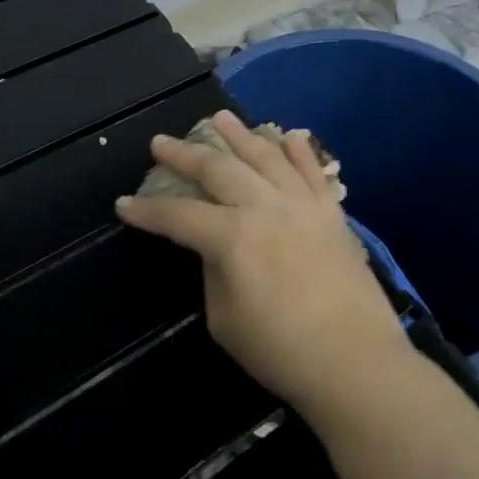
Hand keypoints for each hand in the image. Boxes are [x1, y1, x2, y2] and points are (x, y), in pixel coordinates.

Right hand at [114, 112, 407, 423]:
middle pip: (219, 171)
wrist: (355, 360)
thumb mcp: (226, 320)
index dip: (147, 211)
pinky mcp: (332, 214)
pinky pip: (313, 171)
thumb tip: (217, 248)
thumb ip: (215, 273)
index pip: (179, 216)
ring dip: (240, 136)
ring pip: (267, 157)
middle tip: (161, 142)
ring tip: (220, 118)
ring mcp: (303, 205)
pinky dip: (299, 150)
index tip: (124, 204)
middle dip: (185, 155)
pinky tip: (289, 134)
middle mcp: (267, 207)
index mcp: (233, 237)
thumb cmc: (282, 350)